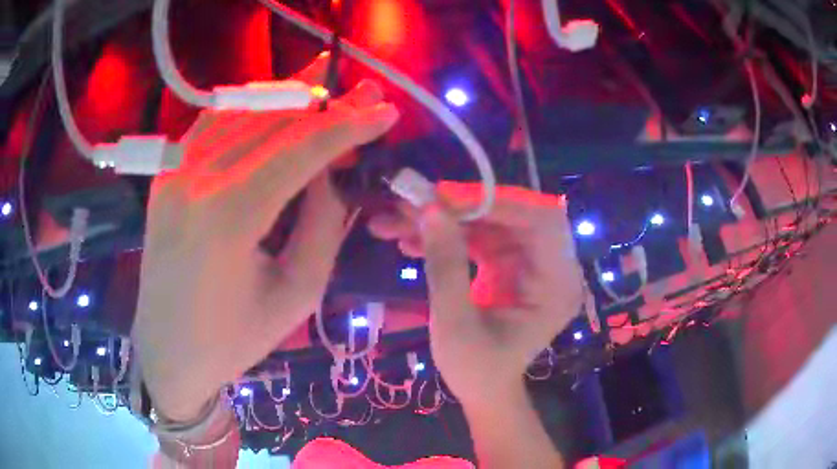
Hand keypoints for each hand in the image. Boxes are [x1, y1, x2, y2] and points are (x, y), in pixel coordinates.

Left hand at [132, 55, 399, 421]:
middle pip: (272, 119)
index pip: (300, 149)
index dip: (349, 125)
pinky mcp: (165, 173)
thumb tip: (335, 173)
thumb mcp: (296, 295)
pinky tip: (273, 105)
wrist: (167, 351)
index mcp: (228, 216)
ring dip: (289, 97)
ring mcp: (174, 170)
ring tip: (325, 87)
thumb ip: (323, 226)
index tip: (386, 109)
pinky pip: (212, 123)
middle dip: (326, 101)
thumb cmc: (233, 339)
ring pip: (241, 111)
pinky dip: (248, 108)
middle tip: (364, 88)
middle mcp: (195, 178)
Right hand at [368, 183, 583, 405]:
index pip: (539, 222)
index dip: (494, 203)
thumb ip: (445, 265)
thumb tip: (430, 209)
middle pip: (510, 216)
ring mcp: (529, 263)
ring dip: (443, 221)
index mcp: (558, 284)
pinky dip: (445, 236)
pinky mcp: (509, 264)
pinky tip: (409, 241)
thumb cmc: (476, 368)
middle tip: (410, 204)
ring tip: (394, 222)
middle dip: (458, 208)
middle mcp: (551, 266)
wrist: (482, 391)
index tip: (443, 198)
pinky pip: (478, 238)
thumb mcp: (456, 323)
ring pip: (487, 223)